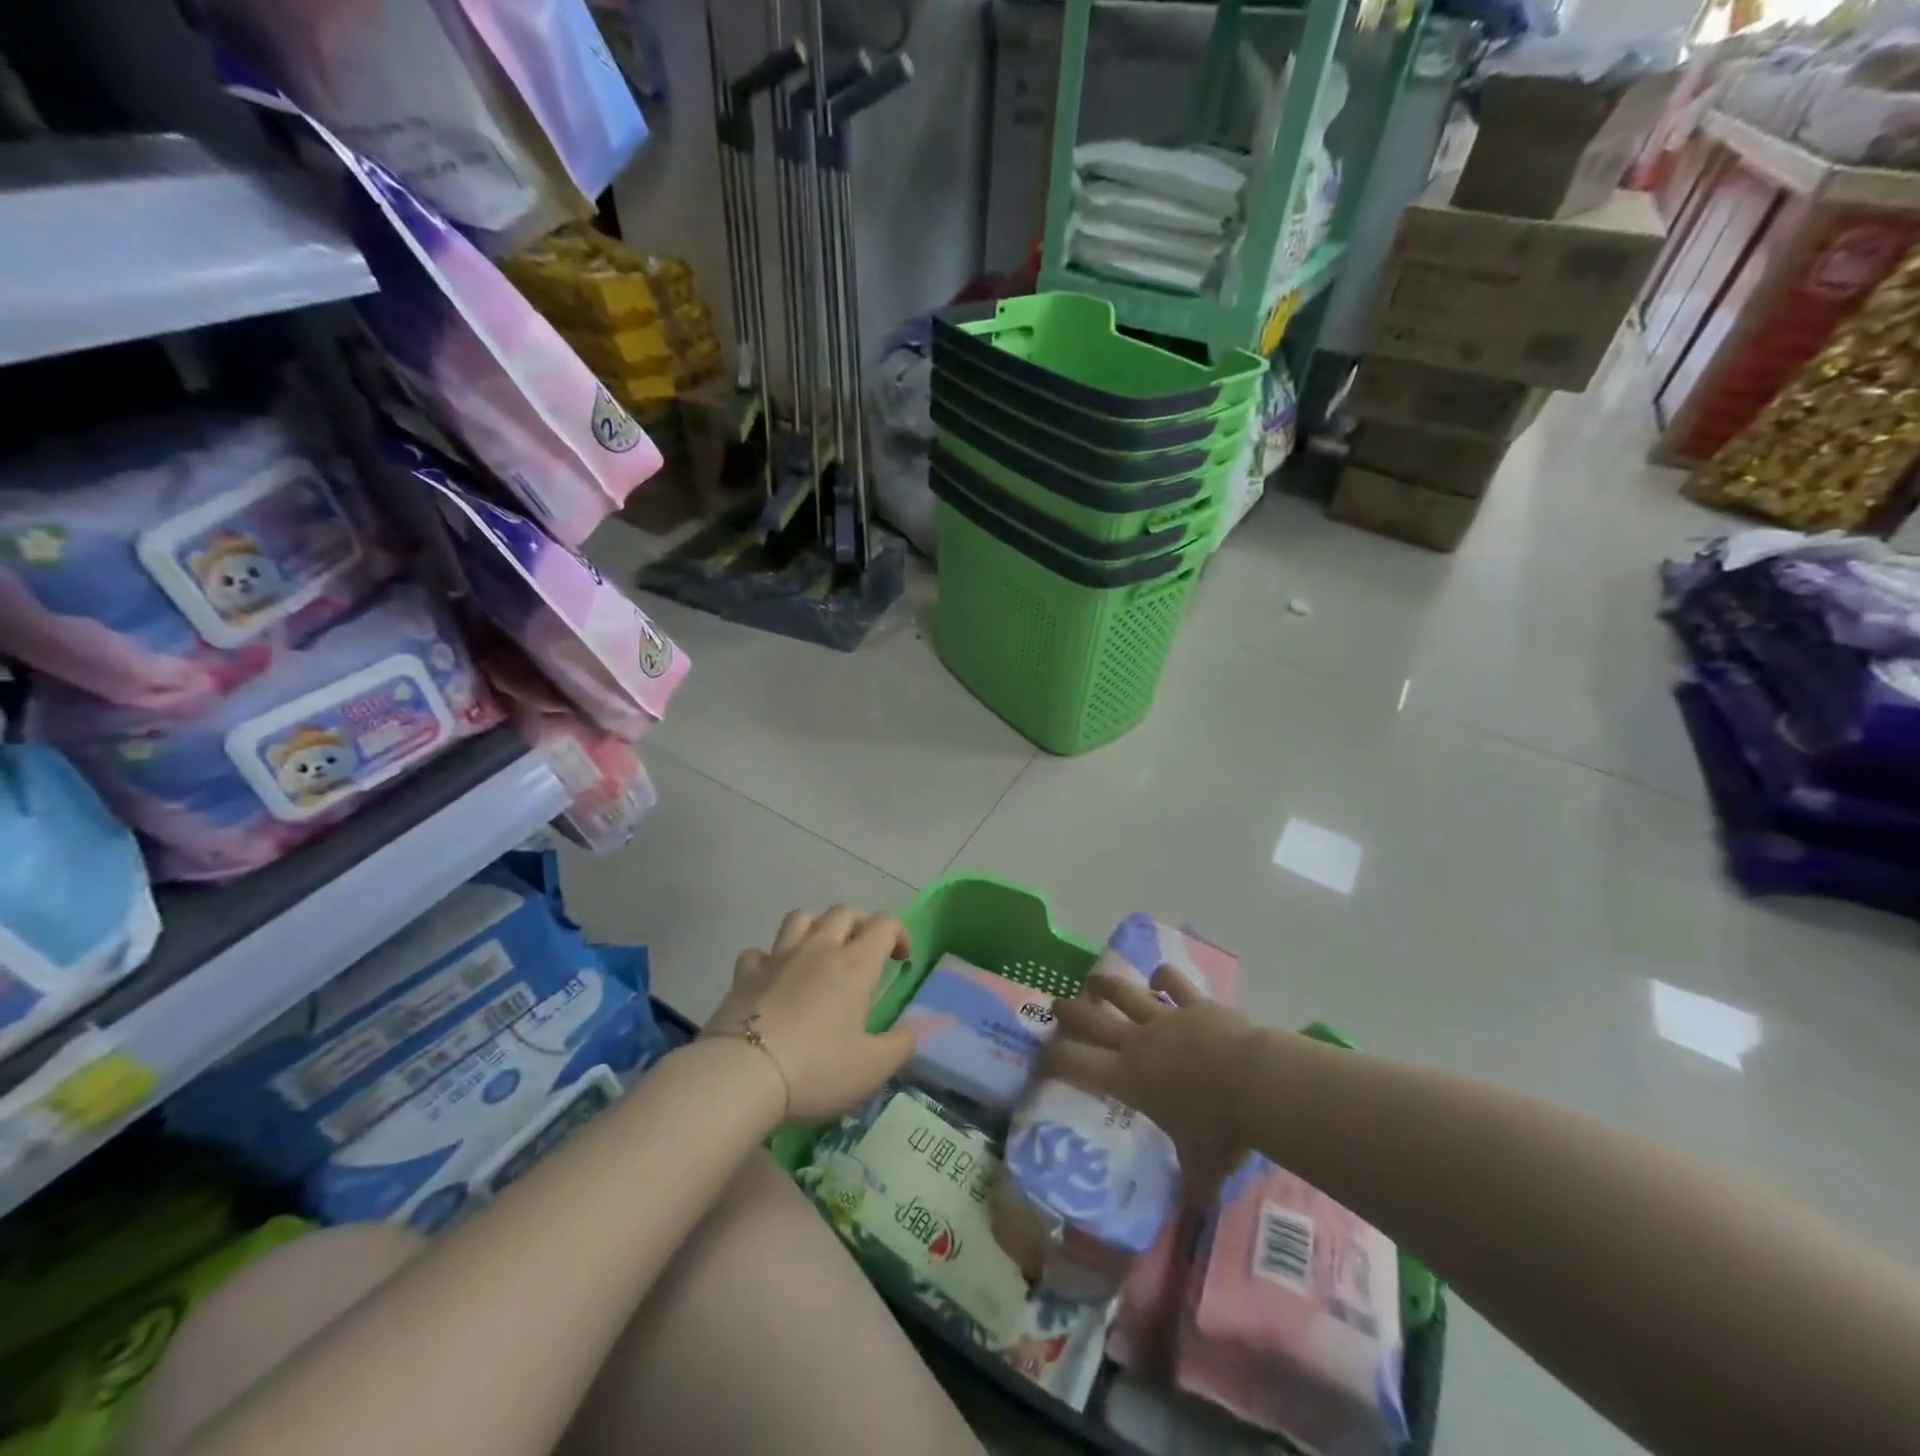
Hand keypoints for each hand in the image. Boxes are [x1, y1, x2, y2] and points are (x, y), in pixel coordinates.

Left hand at [704, 906, 916, 1124]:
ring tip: (820, 955)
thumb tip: (913, 1028)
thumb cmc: (816, 1070)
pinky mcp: (744, 974)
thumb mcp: (873, 1068)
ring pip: (801, 918)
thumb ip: (901, 1045)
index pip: (884, 924)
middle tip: (863, 955)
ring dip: (816, 928)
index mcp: (855, 964)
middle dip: (860, 926)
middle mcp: (819, 949)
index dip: (899, 934)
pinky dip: (770, 959)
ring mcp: (778, 957)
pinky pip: (759, 951)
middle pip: (843, 912)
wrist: (740, 1077)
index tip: (901, 961)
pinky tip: (773, 980)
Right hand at [1042, 965, 1257, 1207]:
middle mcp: (1137, 1042)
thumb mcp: (1203, 1167)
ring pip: (1124, 991)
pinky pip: (1173, 983)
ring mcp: (1165, 1017)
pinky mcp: (1194, 1003)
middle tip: (1055, 1004)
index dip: (1053, 1057)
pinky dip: (1164, 977)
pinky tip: (1160, 974)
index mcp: (1127, 1078)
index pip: (1075, 1063)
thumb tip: (1197, 1210)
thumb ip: (1194, 1184)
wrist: (1254, 1083)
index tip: (1041, 1055)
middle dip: (1068, 1011)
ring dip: (1105, 984)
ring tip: (1092, 980)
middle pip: (1091, 1018)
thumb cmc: (1220, 1129)